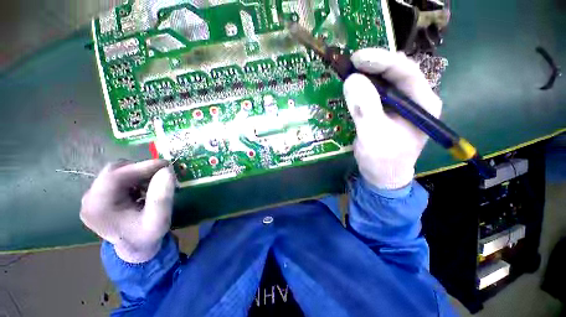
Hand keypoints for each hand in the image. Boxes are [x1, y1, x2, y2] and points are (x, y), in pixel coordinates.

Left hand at [80, 159, 175, 262]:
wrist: (136, 247)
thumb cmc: (147, 236)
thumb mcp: (159, 219)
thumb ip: (162, 196)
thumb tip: (167, 170)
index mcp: (97, 208)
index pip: (115, 176)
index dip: (142, 167)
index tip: (166, 164)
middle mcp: (89, 199)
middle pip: (114, 171)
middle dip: (141, 170)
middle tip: (162, 174)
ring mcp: (92, 197)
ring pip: (117, 172)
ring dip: (139, 174)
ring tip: (154, 184)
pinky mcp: (99, 196)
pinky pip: (118, 178)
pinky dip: (135, 178)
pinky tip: (145, 188)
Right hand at [343, 48, 441, 189]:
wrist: (383, 176)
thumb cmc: (383, 161)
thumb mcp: (373, 136)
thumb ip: (365, 109)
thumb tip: (352, 80)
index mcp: (423, 104)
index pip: (406, 72)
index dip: (382, 61)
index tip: (358, 58)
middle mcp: (415, 99)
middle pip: (396, 73)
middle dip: (374, 65)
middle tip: (350, 63)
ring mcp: (401, 105)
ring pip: (385, 81)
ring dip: (367, 75)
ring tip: (349, 72)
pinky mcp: (387, 111)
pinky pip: (376, 93)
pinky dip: (363, 87)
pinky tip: (353, 86)